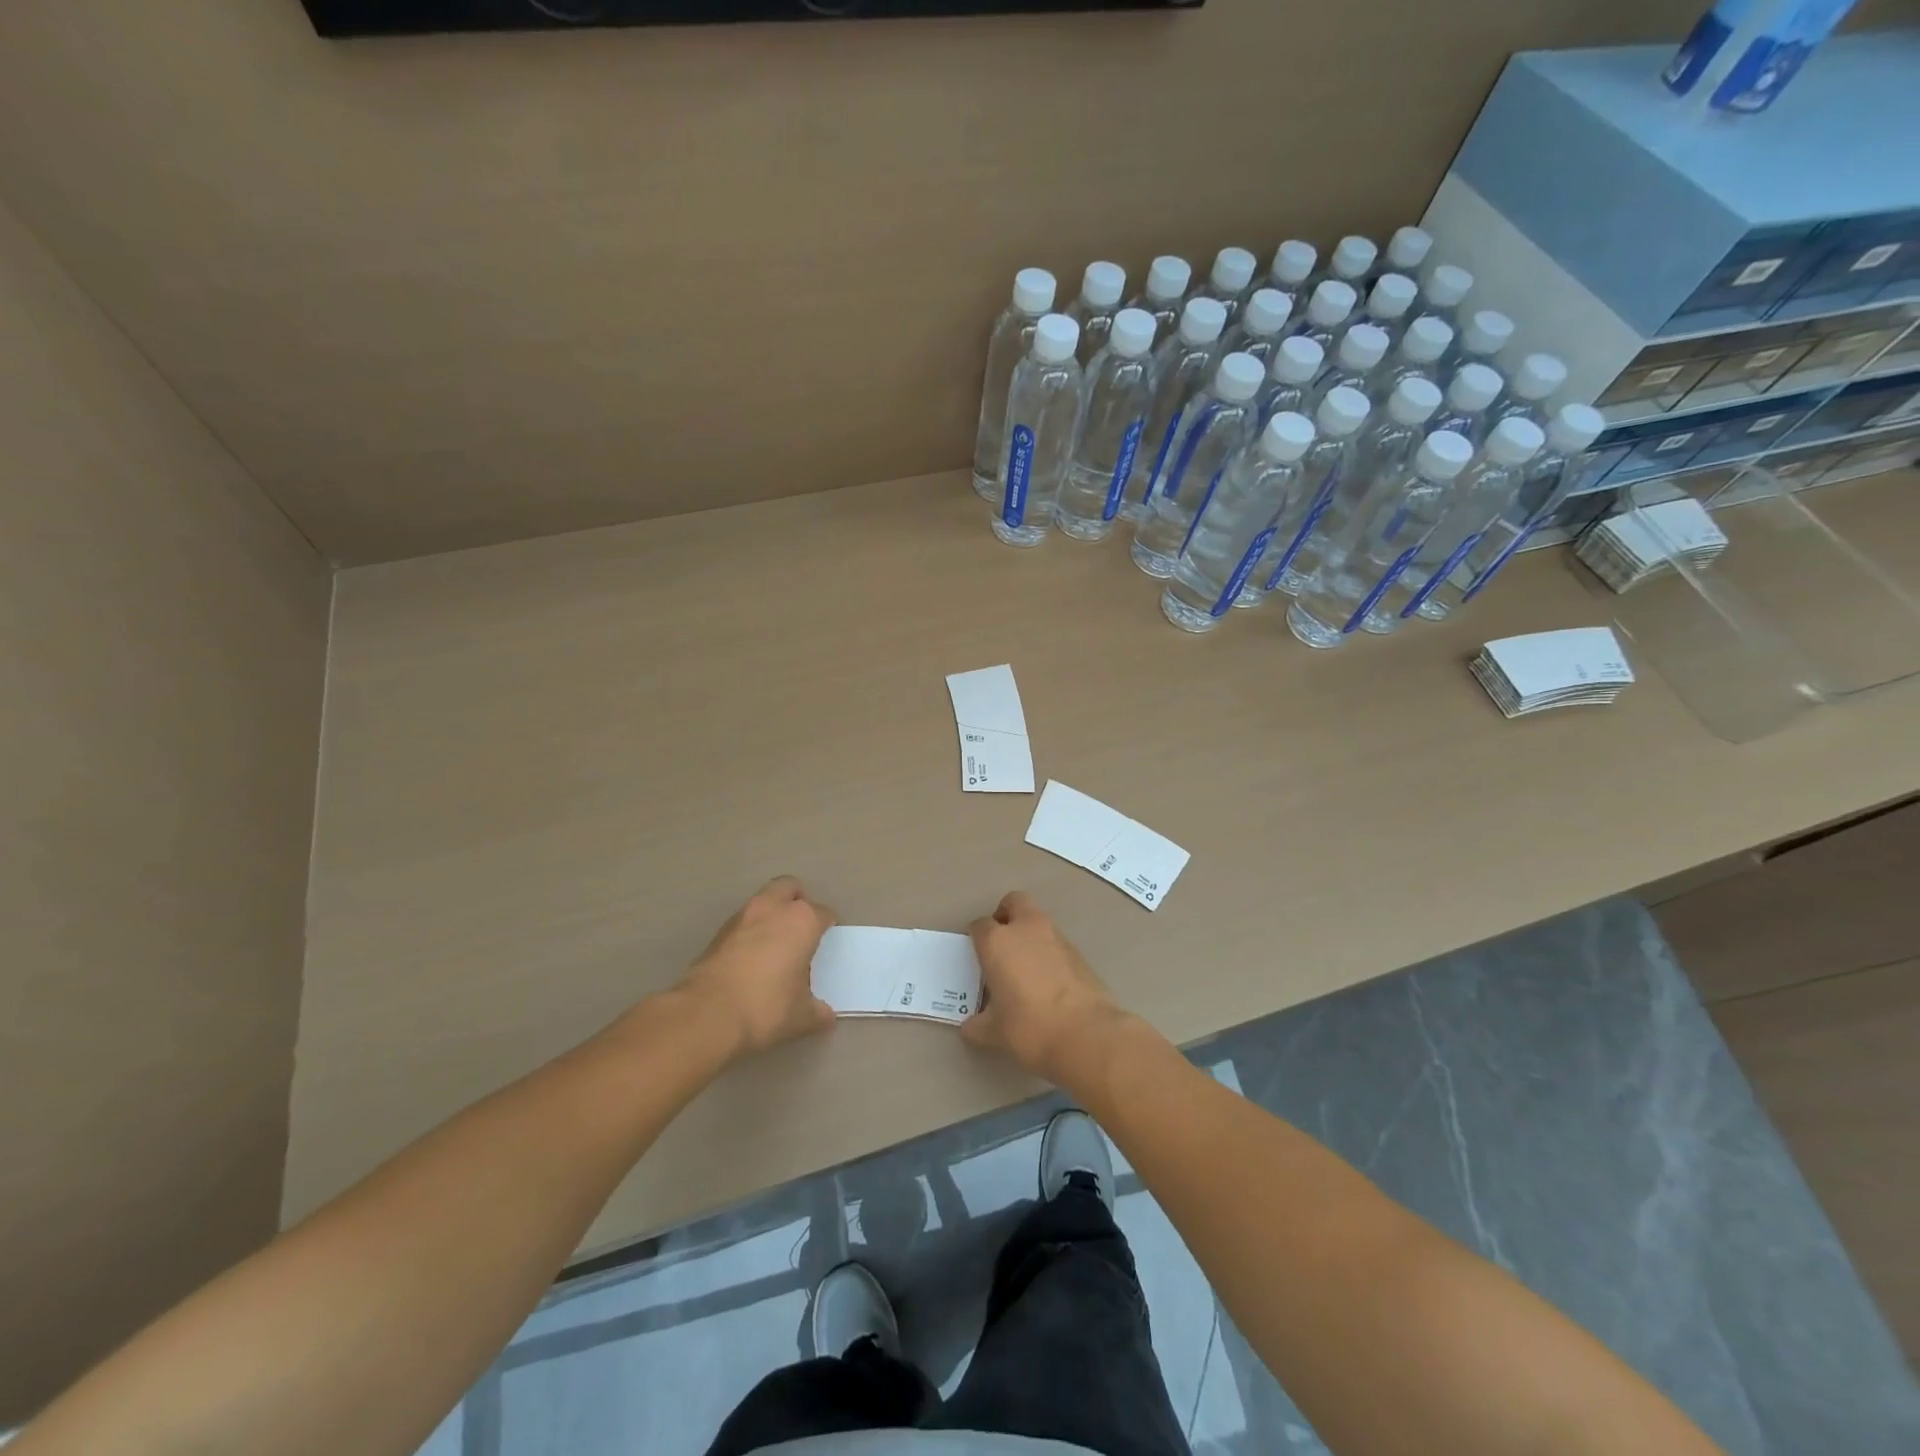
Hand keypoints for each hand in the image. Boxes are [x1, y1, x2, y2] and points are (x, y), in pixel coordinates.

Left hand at [676, 877, 836, 1055]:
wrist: (706, 1015)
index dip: (827, 927)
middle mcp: (773, 909)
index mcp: (802, 921)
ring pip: (763, 901)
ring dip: (771, 915)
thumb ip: (818, 1012)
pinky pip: (743, 922)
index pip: (823, 913)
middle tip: (801, 929)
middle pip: (790, 888)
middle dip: (798, 902)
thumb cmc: (765, 1008)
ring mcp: (742, 917)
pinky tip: (751, 959)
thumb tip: (825, 1016)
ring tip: (775, 945)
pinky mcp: (718, 933)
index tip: (826, 944)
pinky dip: (750, 932)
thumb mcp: (801, 1017)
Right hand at [962, 892, 1128, 1085]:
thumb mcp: (994, 1032)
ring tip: (1026, 967)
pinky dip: (1049, 952)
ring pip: (1038, 920)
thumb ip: (977, 1025)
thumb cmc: (1029, 1027)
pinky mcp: (1079, 952)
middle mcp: (1026, 929)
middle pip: (1014, 902)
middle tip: (1002, 943)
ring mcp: (1056, 937)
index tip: (977, 958)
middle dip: (1006, 915)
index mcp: (998, 942)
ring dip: (1029, 934)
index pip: (980, 926)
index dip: (977, 939)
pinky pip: (1056, 942)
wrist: (1086, 1034)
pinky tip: (1048, 981)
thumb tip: (970, 1027)